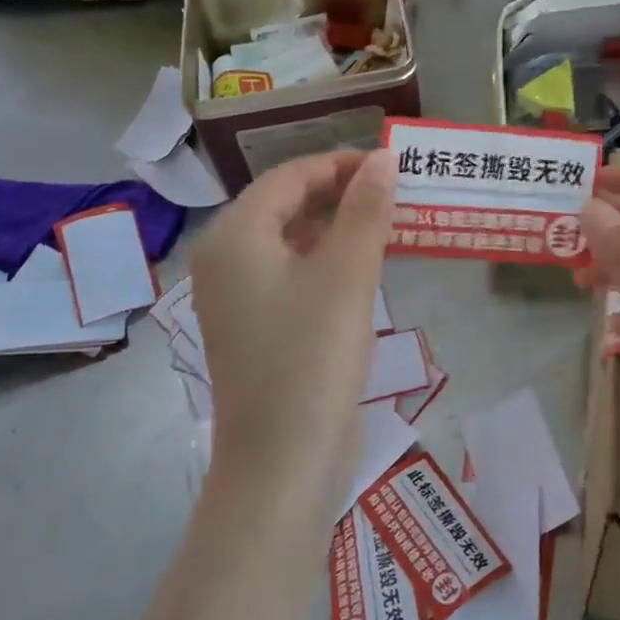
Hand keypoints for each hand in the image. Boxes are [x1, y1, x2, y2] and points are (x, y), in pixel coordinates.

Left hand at [190, 149, 395, 492]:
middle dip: (340, 194)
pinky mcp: (255, 327)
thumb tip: (382, 157)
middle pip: (285, 204)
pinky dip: (326, 260)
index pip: (290, 176)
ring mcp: (236, 297)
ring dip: (336, 226)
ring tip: (387, 224)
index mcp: (233, 236)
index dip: (342, 164)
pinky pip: (291, 273)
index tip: (392, 166)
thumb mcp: (348, 274)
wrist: (283, 462)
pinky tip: (363, 267)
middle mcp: (224, 259)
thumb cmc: (313, 357)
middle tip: (395, 194)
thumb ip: (366, 209)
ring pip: (290, 240)